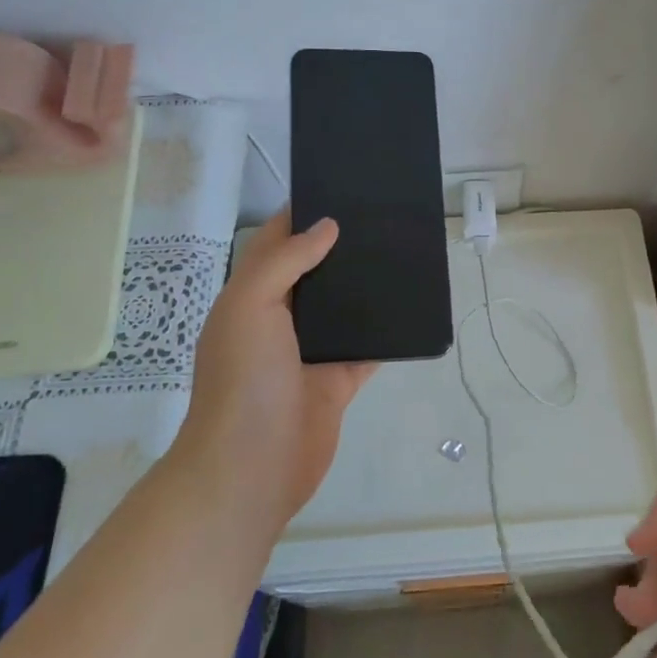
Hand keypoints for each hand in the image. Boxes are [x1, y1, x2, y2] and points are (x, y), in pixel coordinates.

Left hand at [180, 210, 377, 535]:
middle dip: (342, 247)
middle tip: (384, 218)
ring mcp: (309, 352)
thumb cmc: (244, 380)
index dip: (302, 215)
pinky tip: (412, 309)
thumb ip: (285, 260)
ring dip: (366, 287)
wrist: (251, 469)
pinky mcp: (336, 382)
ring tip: (403, 252)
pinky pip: (366, 348)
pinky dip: (386, 332)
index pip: (276, 242)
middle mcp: (279, 319)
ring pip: (343, 308)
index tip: (341, 189)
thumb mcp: (250, 306)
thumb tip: (328, 226)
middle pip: (315, 272)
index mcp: (250, 296)